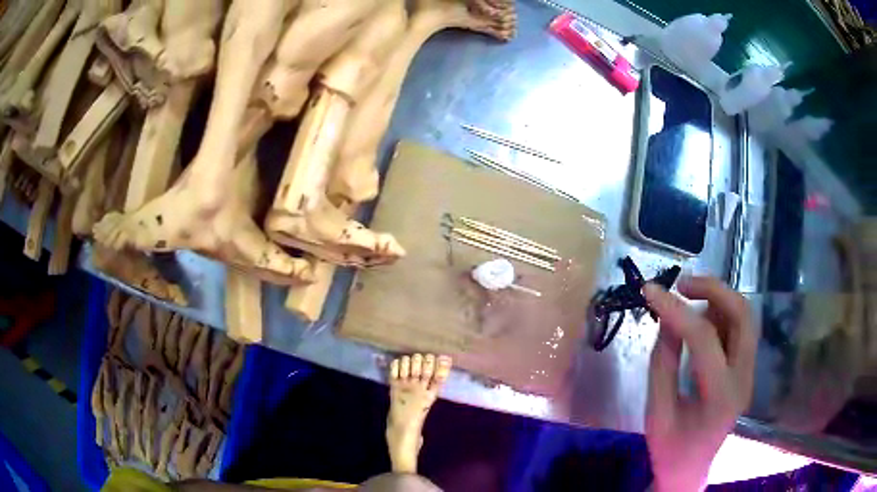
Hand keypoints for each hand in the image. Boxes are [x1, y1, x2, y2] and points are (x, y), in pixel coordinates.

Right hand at [643, 276, 756, 491]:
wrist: (691, 470)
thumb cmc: (670, 449)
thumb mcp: (656, 413)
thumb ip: (662, 364)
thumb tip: (666, 319)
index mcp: (721, 396)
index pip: (704, 339)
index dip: (676, 310)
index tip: (650, 291)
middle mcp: (744, 378)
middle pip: (742, 314)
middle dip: (713, 289)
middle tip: (682, 283)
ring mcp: (749, 372)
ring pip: (745, 316)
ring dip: (718, 298)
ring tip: (688, 298)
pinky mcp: (746, 369)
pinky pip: (739, 328)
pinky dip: (720, 314)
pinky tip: (700, 319)